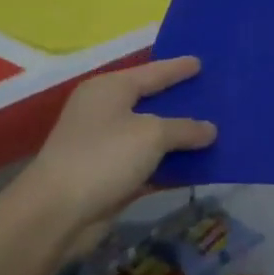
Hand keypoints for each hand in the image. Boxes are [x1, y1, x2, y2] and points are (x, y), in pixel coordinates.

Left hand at [18, 57, 216, 232]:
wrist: (57, 212)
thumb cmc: (104, 157)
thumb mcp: (151, 135)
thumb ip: (185, 129)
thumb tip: (210, 130)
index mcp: (110, 89)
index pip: (152, 72)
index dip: (177, 68)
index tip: (201, 62)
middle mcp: (105, 112)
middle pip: (152, 102)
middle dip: (182, 102)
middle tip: (214, 95)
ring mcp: (107, 146)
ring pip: (153, 137)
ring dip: (180, 138)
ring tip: (215, 131)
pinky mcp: (111, 177)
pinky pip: (150, 164)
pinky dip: (172, 165)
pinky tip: (200, 166)